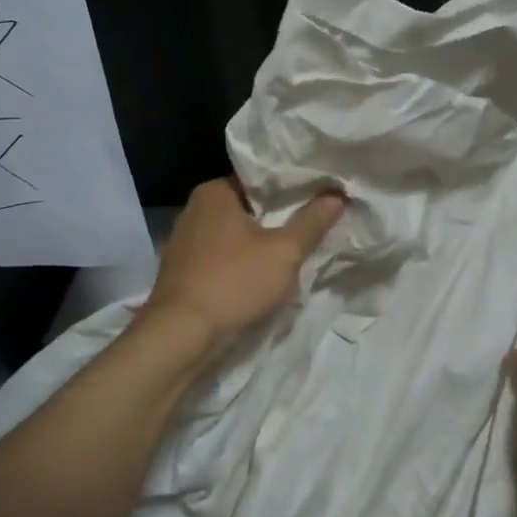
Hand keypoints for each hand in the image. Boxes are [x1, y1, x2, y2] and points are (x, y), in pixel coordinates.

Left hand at [144, 179, 346, 349]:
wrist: (180, 337)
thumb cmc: (234, 283)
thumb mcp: (285, 252)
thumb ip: (312, 222)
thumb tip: (337, 195)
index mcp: (213, 192)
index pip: (258, 180)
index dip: (289, 189)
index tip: (316, 199)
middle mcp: (192, 210)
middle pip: (245, 208)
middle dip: (274, 220)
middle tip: (309, 228)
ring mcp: (182, 243)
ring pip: (231, 236)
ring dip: (256, 246)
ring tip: (288, 256)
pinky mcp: (179, 273)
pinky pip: (218, 259)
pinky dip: (237, 265)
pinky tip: (257, 280)